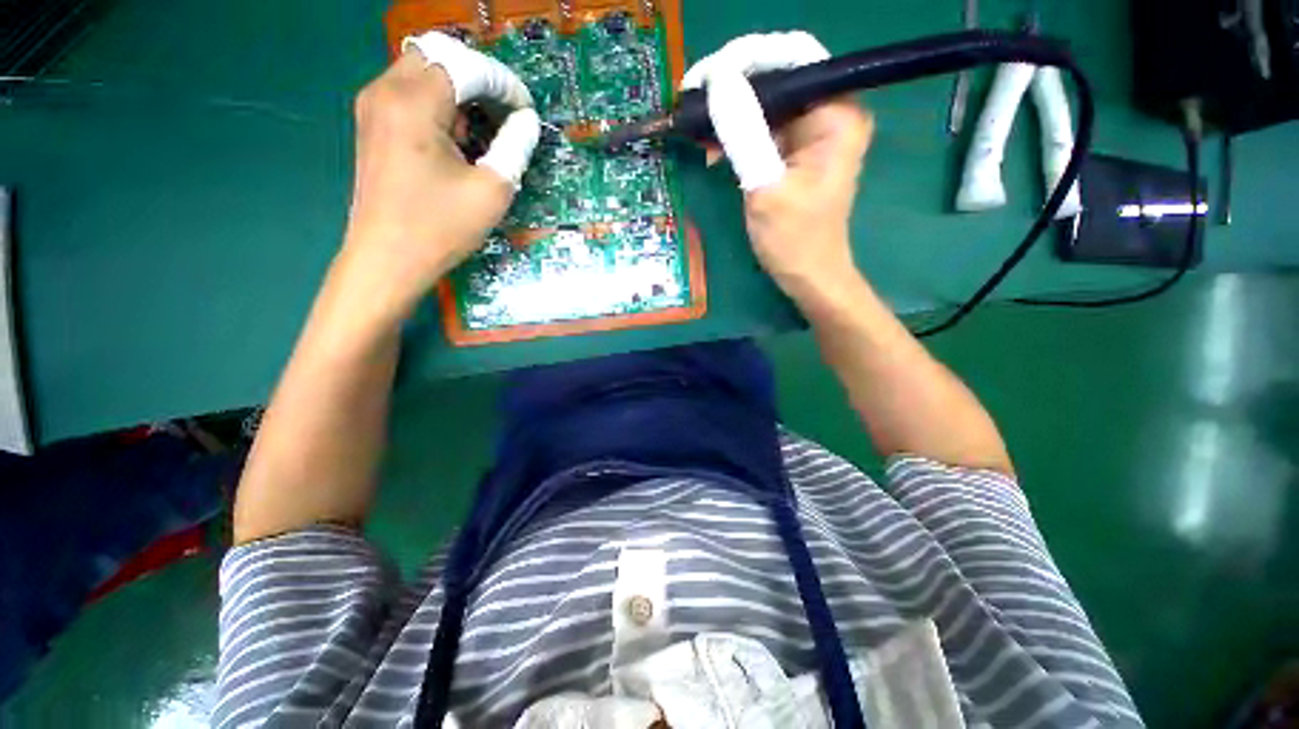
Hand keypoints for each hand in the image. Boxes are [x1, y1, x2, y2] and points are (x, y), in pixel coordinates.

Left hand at [342, 32, 539, 315]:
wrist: (388, 259)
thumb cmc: (441, 227)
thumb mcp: (491, 190)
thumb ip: (515, 146)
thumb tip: (527, 121)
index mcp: (414, 103)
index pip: (466, 66)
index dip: (503, 83)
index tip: (526, 110)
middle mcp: (386, 91)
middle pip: (440, 57)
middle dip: (479, 79)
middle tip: (505, 114)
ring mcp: (374, 107)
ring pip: (423, 72)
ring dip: (459, 92)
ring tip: (483, 131)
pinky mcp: (372, 125)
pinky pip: (409, 94)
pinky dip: (439, 105)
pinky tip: (456, 139)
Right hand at [681, 32, 873, 307]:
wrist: (808, 277)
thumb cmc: (794, 240)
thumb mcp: (765, 187)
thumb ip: (744, 132)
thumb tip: (717, 79)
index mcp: (836, 114)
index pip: (793, 58)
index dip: (746, 58)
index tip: (704, 77)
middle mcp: (830, 112)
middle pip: (778, 77)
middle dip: (733, 87)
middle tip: (692, 102)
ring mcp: (813, 132)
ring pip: (766, 102)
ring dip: (730, 113)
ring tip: (697, 129)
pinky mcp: (797, 151)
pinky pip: (763, 128)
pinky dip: (737, 135)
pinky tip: (713, 149)